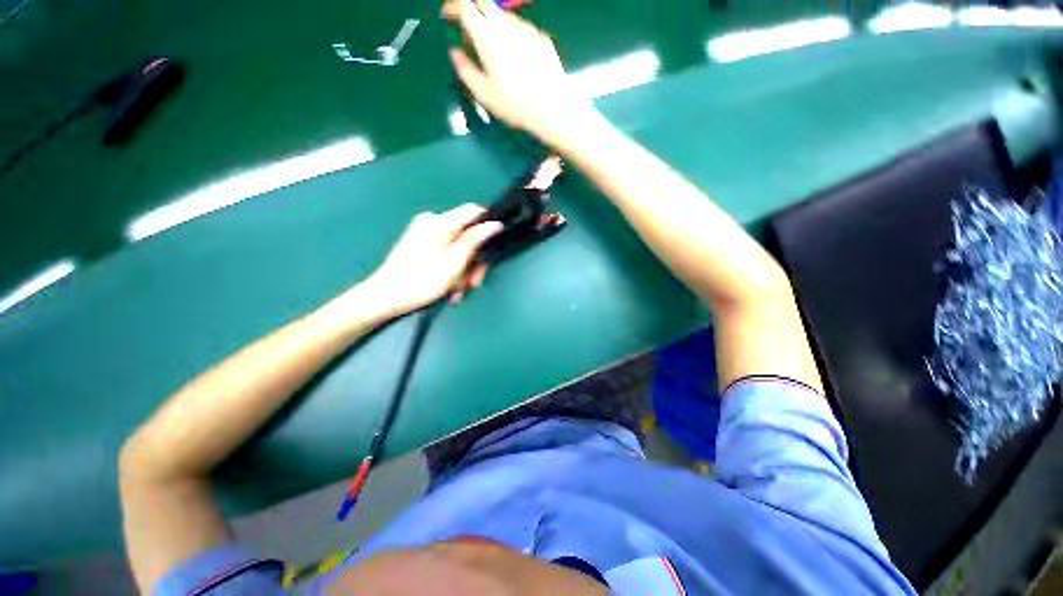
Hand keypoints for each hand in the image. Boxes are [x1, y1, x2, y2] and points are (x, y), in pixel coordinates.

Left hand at [365, 204, 503, 315]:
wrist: (386, 296)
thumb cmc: (424, 280)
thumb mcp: (455, 261)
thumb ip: (475, 240)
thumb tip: (495, 224)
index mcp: (441, 222)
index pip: (473, 211)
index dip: (488, 224)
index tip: (496, 244)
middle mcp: (432, 222)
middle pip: (466, 235)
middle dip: (474, 260)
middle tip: (474, 283)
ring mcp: (424, 233)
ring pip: (457, 247)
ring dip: (463, 270)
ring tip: (459, 291)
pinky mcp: (419, 244)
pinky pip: (445, 252)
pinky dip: (451, 269)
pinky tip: (450, 289)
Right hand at [443, 0, 599, 145]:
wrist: (552, 109)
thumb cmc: (514, 105)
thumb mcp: (483, 94)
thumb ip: (465, 70)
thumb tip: (455, 53)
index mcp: (487, 36)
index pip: (464, 6)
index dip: (453, 7)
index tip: (448, 16)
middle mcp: (507, 25)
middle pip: (485, 4)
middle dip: (472, 12)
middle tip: (470, 32)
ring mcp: (527, 29)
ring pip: (504, 16)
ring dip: (494, 25)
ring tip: (495, 50)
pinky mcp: (542, 38)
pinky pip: (522, 30)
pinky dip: (513, 36)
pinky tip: (517, 58)